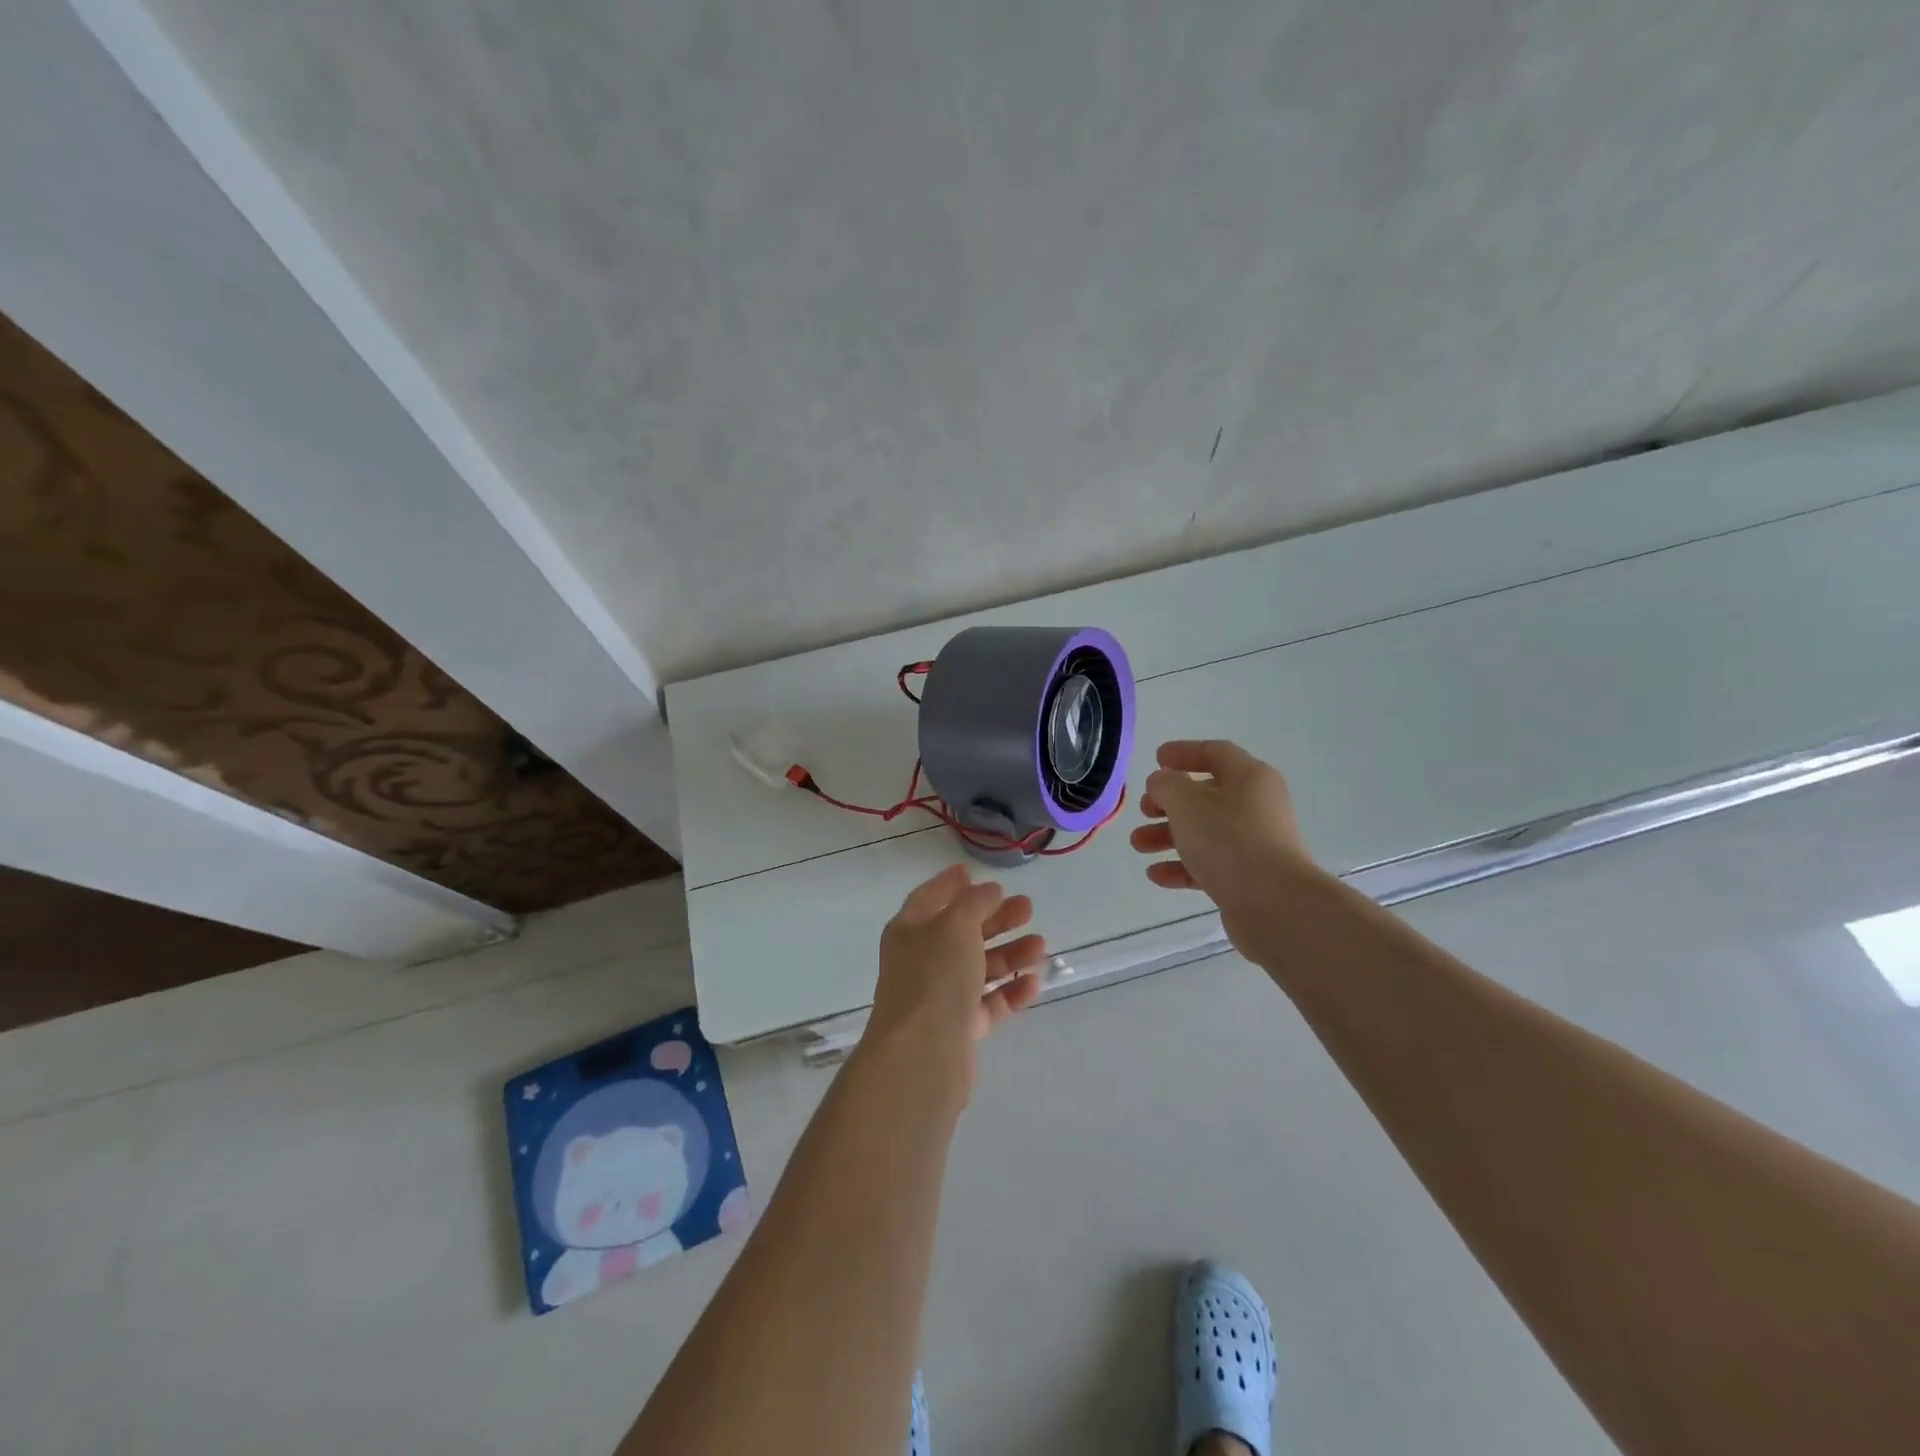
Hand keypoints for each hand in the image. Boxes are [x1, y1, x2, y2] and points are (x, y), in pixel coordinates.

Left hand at [864, 864, 1046, 1088]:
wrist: (922, 1055)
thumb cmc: (935, 977)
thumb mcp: (956, 925)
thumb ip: (975, 902)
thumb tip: (989, 890)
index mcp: (909, 930)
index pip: (929, 897)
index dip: (950, 883)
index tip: (973, 870)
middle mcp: (921, 960)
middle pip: (961, 931)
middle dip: (994, 918)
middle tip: (1028, 907)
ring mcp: (939, 996)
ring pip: (978, 967)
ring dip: (1009, 953)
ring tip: (1040, 945)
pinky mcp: (959, 1029)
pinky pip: (988, 1003)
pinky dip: (1009, 991)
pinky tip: (1033, 983)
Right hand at [1129, 739, 1319, 954]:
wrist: (1276, 906)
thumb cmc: (1229, 841)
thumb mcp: (1187, 803)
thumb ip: (1167, 785)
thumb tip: (1162, 782)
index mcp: (1250, 778)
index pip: (1215, 752)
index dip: (1183, 752)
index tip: (1156, 759)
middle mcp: (1256, 806)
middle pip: (1206, 795)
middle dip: (1168, 802)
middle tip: (1144, 810)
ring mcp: (1254, 843)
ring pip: (1204, 831)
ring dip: (1167, 835)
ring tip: (1138, 845)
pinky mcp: (1249, 877)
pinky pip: (1210, 864)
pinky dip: (1182, 865)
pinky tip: (1156, 875)